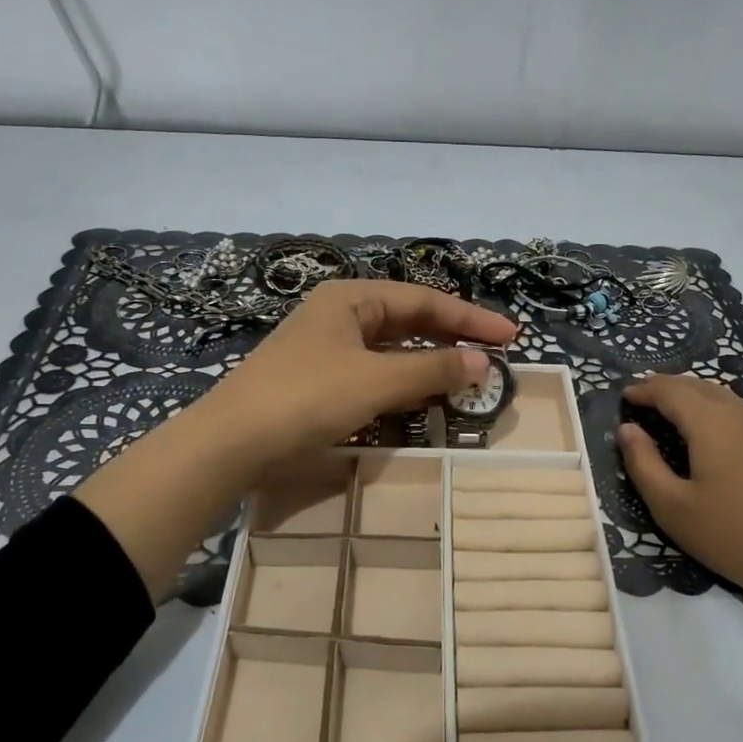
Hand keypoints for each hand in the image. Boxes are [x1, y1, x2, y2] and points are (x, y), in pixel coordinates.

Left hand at [190, 280, 517, 471]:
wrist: (231, 443)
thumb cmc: (306, 397)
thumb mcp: (375, 381)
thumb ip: (431, 370)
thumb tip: (482, 363)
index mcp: (351, 298)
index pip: (425, 301)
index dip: (471, 318)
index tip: (512, 337)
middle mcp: (340, 315)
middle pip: (410, 320)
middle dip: (453, 337)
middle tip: (498, 354)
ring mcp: (328, 349)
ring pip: (393, 349)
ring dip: (431, 362)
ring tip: (470, 377)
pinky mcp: (321, 381)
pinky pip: (375, 373)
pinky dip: (404, 383)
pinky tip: (425, 398)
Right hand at [617, 372, 742, 698]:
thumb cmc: (733, 534)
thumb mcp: (672, 506)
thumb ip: (643, 463)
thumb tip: (626, 429)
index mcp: (711, 421)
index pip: (670, 390)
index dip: (643, 389)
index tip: (622, 395)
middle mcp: (741, 412)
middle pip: (698, 385)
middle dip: (666, 387)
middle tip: (641, 398)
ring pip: (721, 396)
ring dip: (691, 397)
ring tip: (669, 411)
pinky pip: (738, 412)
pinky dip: (713, 410)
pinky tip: (707, 433)